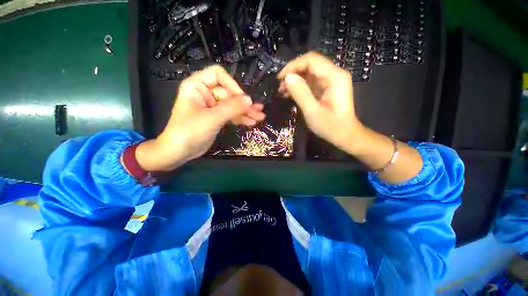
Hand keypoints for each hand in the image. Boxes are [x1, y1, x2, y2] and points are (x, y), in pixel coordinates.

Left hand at [135, 65, 265, 171]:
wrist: (179, 152)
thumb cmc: (190, 131)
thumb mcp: (212, 118)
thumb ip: (232, 108)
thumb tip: (250, 100)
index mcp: (197, 86)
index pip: (218, 75)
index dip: (232, 85)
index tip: (242, 99)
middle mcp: (205, 93)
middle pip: (229, 93)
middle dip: (244, 103)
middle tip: (259, 111)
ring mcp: (212, 106)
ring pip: (232, 105)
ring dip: (245, 112)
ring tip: (260, 117)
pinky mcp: (216, 118)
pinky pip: (230, 115)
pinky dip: (240, 118)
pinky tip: (251, 122)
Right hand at [277, 52, 364, 153]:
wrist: (344, 135)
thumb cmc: (331, 126)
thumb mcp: (313, 111)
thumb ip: (300, 93)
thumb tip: (287, 78)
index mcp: (334, 77)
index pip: (311, 60)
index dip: (293, 66)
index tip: (280, 78)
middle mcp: (333, 75)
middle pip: (310, 65)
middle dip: (293, 73)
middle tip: (280, 86)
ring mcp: (330, 82)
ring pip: (308, 73)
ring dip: (294, 80)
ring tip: (282, 91)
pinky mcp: (325, 89)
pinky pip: (310, 82)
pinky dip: (299, 87)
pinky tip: (290, 94)